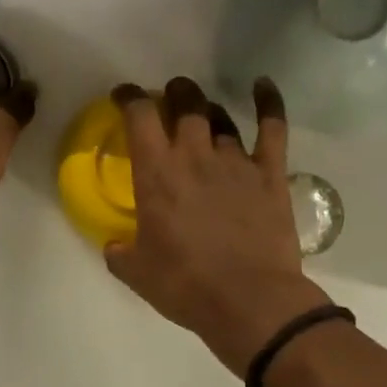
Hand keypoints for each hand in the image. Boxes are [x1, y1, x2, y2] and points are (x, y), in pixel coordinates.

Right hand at [105, 77, 332, 376]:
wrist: (249, 300)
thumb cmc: (186, 286)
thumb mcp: (137, 274)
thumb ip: (121, 254)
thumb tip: (114, 246)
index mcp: (156, 174)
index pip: (139, 116)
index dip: (129, 98)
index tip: (124, 96)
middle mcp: (195, 155)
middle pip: (184, 104)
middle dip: (174, 93)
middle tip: (169, 97)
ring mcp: (236, 161)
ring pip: (220, 116)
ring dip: (208, 108)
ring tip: (203, 111)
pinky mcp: (270, 173)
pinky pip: (272, 127)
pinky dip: (269, 103)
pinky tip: (263, 86)